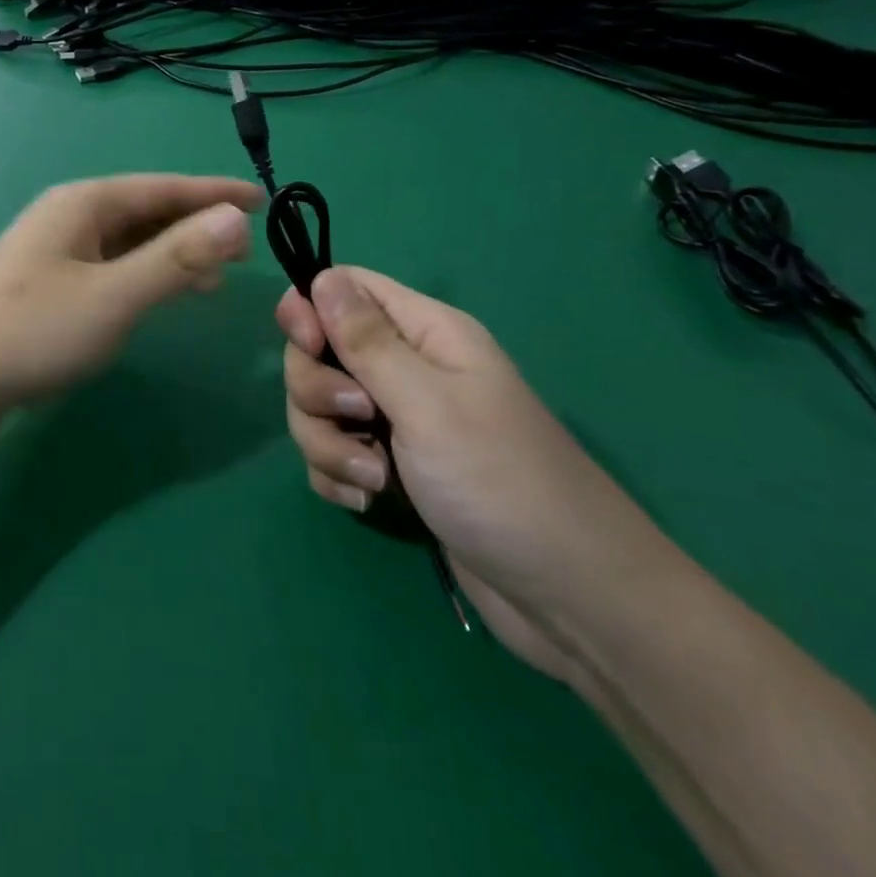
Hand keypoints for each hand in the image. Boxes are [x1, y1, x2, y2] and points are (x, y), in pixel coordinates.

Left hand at [0, 175, 261, 441]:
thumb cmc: (30, 332)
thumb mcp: (112, 296)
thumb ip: (175, 259)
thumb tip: (235, 217)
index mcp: (82, 204)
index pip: (163, 187)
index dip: (214, 192)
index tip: (262, 199)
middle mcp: (68, 219)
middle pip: (145, 211)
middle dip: (196, 226)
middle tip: (245, 251)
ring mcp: (54, 254)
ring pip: (128, 244)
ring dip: (171, 255)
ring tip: (214, 280)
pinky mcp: (46, 289)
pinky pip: (110, 270)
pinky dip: (143, 278)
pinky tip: (158, 300)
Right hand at [279, 267, 670, 684]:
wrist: (568, 598)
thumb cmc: (501, 482)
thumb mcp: (427, 402)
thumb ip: (366, 341)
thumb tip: (321, 278)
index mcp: (425, 333)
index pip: (345, 288)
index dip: (311, 309)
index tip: (307, 346)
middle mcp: (407, 368)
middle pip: (320, 351)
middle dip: (318, 390)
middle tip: (358, 418)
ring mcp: (396, 419)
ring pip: (319, 407)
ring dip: (328, 442)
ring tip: (373, 479)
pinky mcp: (389, 466)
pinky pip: (331, 452)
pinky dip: (337, 474)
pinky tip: (366, 499)